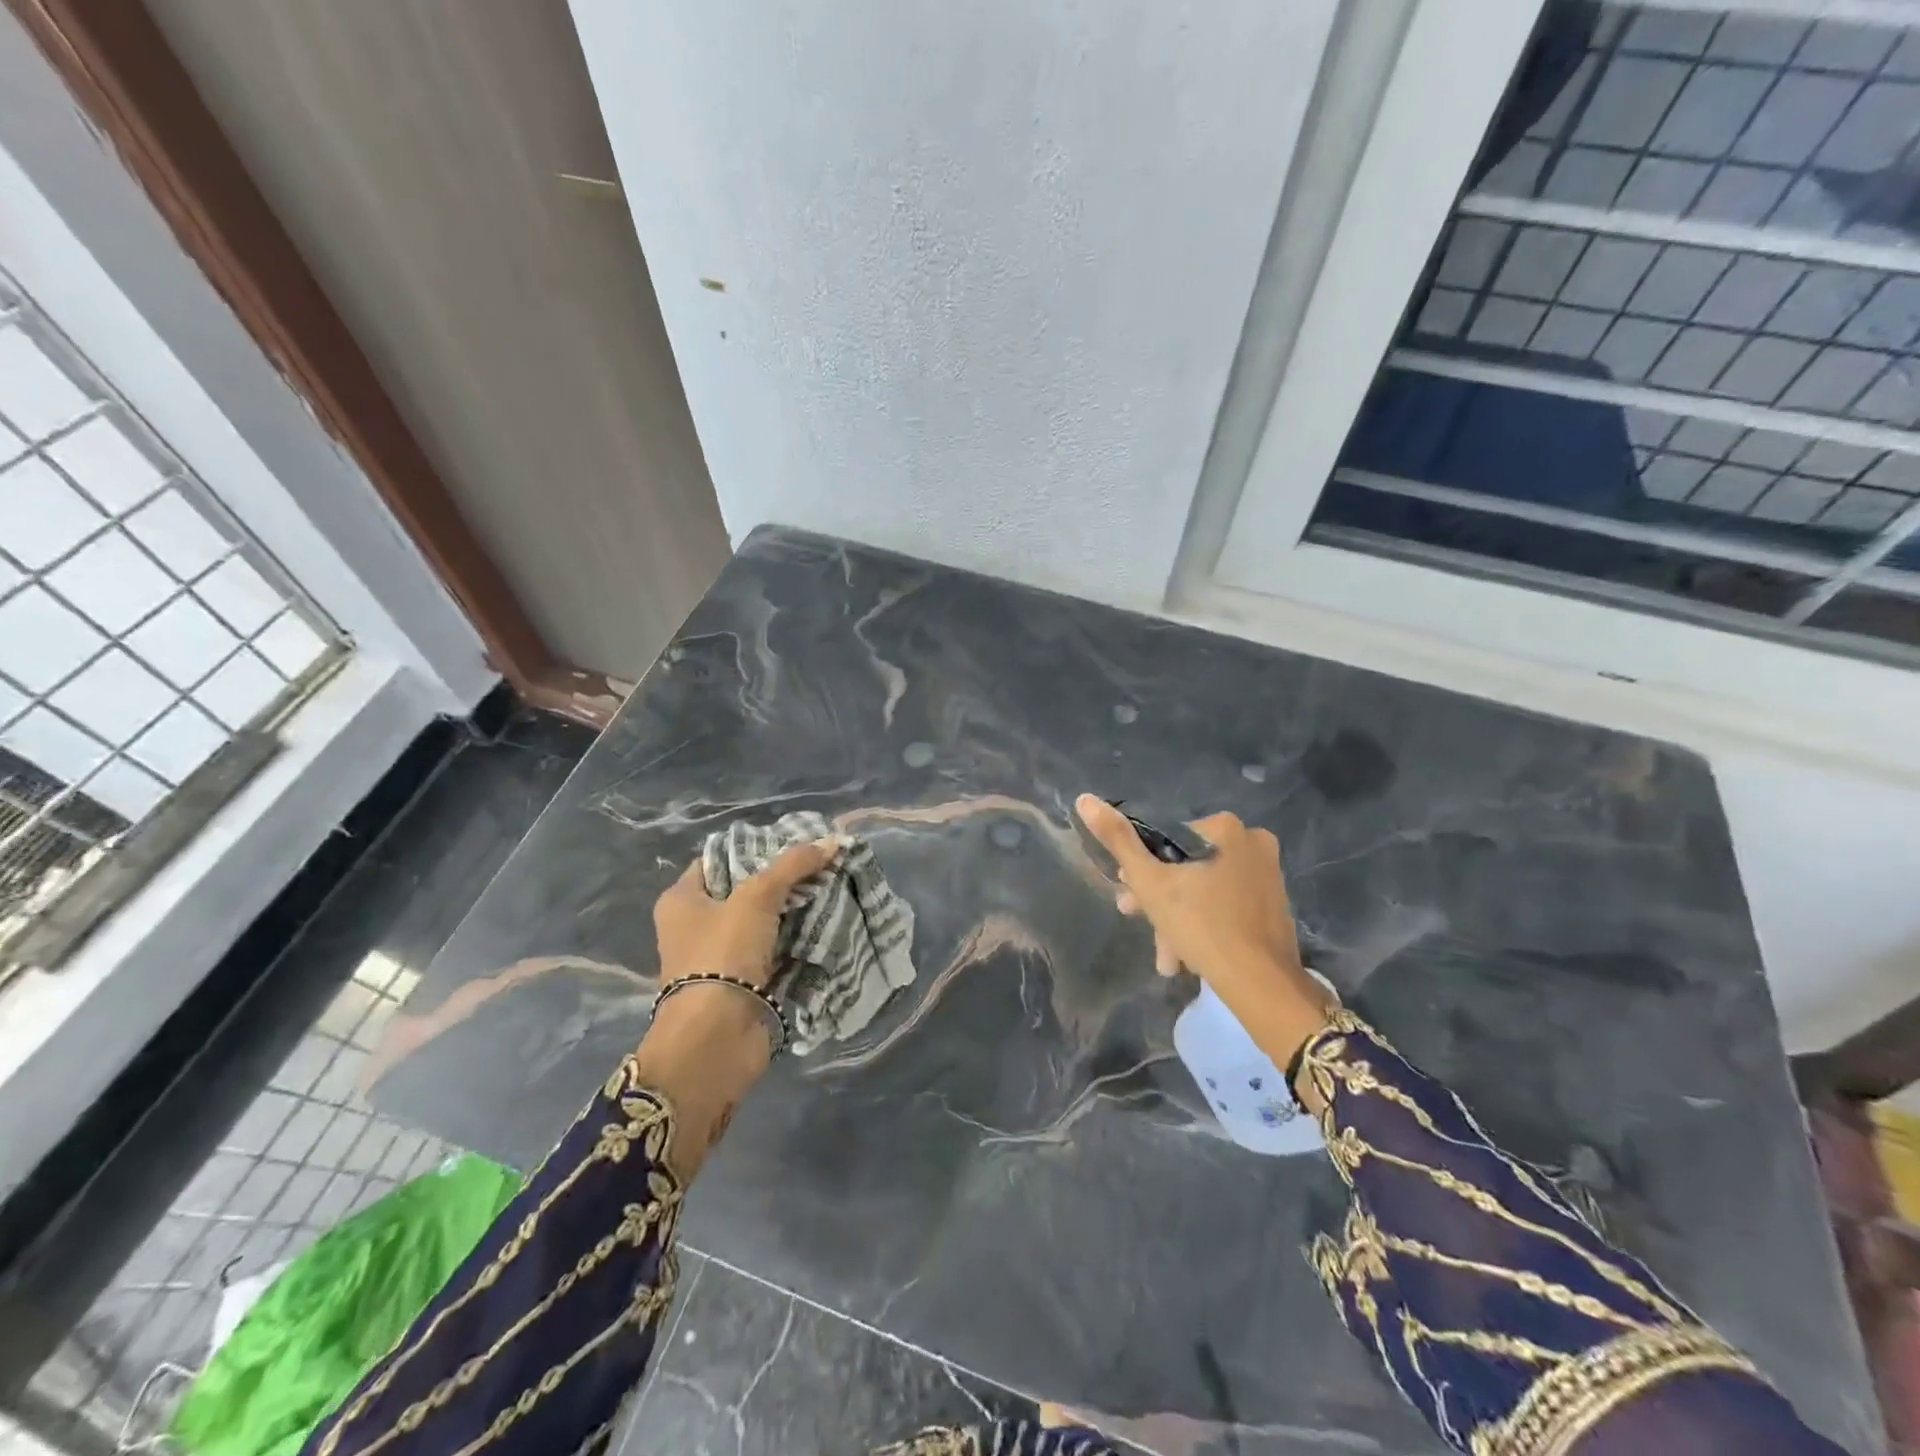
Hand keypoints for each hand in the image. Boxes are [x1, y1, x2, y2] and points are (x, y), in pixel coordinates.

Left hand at [654, 835, 845, 989]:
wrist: (717, 1037)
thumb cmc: (723, 954)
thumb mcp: (757, 897)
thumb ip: (793, 865)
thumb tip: (833, 840)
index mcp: (681, 900)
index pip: (718, 859)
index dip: (754, 848)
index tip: (793, 842)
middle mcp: (695, 927)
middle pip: (745, 891)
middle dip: (782, 880)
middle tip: (820, 865)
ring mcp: (719, 958)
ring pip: (763, 922)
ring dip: (793, 911)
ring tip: (831, 889)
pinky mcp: (742, 984)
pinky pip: (774, 951)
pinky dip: (796, 941)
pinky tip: (826, 924)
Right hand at [1074, 795, 1333, 1066]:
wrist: (1260, 983)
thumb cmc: (1200, 924)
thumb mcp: (1149, 881)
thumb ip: (1117, 839)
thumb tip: (1084, 799)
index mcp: (1225, 828)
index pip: (1166, 839)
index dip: (1141, 867)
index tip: (1127, 894)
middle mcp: (1253, 842)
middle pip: (1187, 865)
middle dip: (1159, 897)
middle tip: (1139, 920)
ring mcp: (1269, 874)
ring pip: (1205, 888)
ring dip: (1178, 917)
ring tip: (1165, 956)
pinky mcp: (1275, 904)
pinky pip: (1227, 904)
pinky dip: (1205, 923)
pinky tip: (1188, 955)